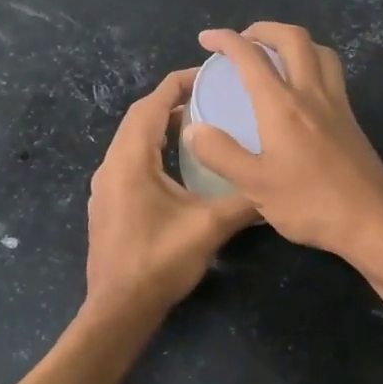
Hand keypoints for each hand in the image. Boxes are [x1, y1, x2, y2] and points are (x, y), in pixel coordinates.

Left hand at [85, 69, 257, 316]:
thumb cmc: (159, 262)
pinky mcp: (108, 204)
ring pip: (133, 141)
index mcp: (131, 160)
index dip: (179, 84)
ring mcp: (106, 186)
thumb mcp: (209, 227)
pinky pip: (130, 161)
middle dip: (173, 102)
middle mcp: (112, 165)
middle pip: (140, 118)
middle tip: (211, 96)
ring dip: (162, 127)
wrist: (118, 309)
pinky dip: (154, 150)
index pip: (152, 105)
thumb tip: (276, 189)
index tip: (209, 74)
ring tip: (200, 125)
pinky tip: (179, 165)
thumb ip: (244, 202)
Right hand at [183, 23, 382, 297]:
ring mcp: (337, 105)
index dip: (226, 40)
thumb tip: (193, 128)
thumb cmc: (311, 204)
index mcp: (282, 105)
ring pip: (320, 52)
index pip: (251, 57)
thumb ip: (221, 154)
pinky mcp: (351, 121)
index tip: (206, 39)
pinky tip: (302, 90)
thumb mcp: (255, 186)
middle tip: (243, 40)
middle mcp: (312, 94)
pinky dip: (313, 63)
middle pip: (293, 39)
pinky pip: (332, 74)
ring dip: (294, 42)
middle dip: (264, 29)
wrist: (375, 222)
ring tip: (274, 55)